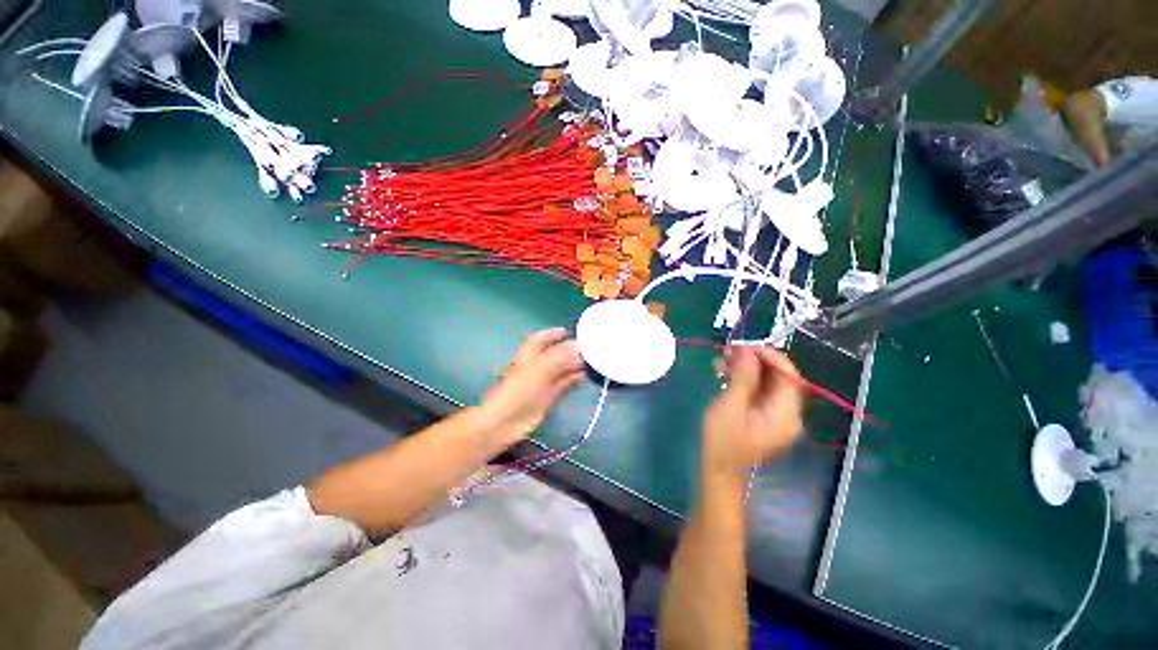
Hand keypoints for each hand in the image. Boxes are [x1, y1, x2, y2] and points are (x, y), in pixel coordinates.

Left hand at [480, 328, 584, 445]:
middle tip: (588, 347)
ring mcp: (541, 382)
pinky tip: (584, 375)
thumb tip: (578, 345)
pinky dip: (572, 378)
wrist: (506, 421)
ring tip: (591, 360)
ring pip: (560, 370)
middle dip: (568, 350)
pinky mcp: (547, 397)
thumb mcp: (541, 368)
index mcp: (529, 355)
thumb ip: (560, 356)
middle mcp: (535, 366)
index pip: (540, 339)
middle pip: (553, 354)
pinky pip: (562, 384)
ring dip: (573, 365)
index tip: (567, 331)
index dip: (552, 334)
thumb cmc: (520, 389)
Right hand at [701, 346, 803, 479]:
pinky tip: (724, 371)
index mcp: (785, 414)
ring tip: (722, 358)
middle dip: (755, 360)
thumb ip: (742, 376)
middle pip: (779, 377)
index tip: (745, 345)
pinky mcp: (763, 416)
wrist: (718, 470)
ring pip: (767, 382)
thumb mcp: (730, 405)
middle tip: (729, 349)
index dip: (770, 356)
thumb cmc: (723, 440)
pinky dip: (744, 379)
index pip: (789, 376)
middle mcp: (787, 413)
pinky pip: (759, 391)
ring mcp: (776, 416)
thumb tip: (747, 350)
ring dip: (746, 367)